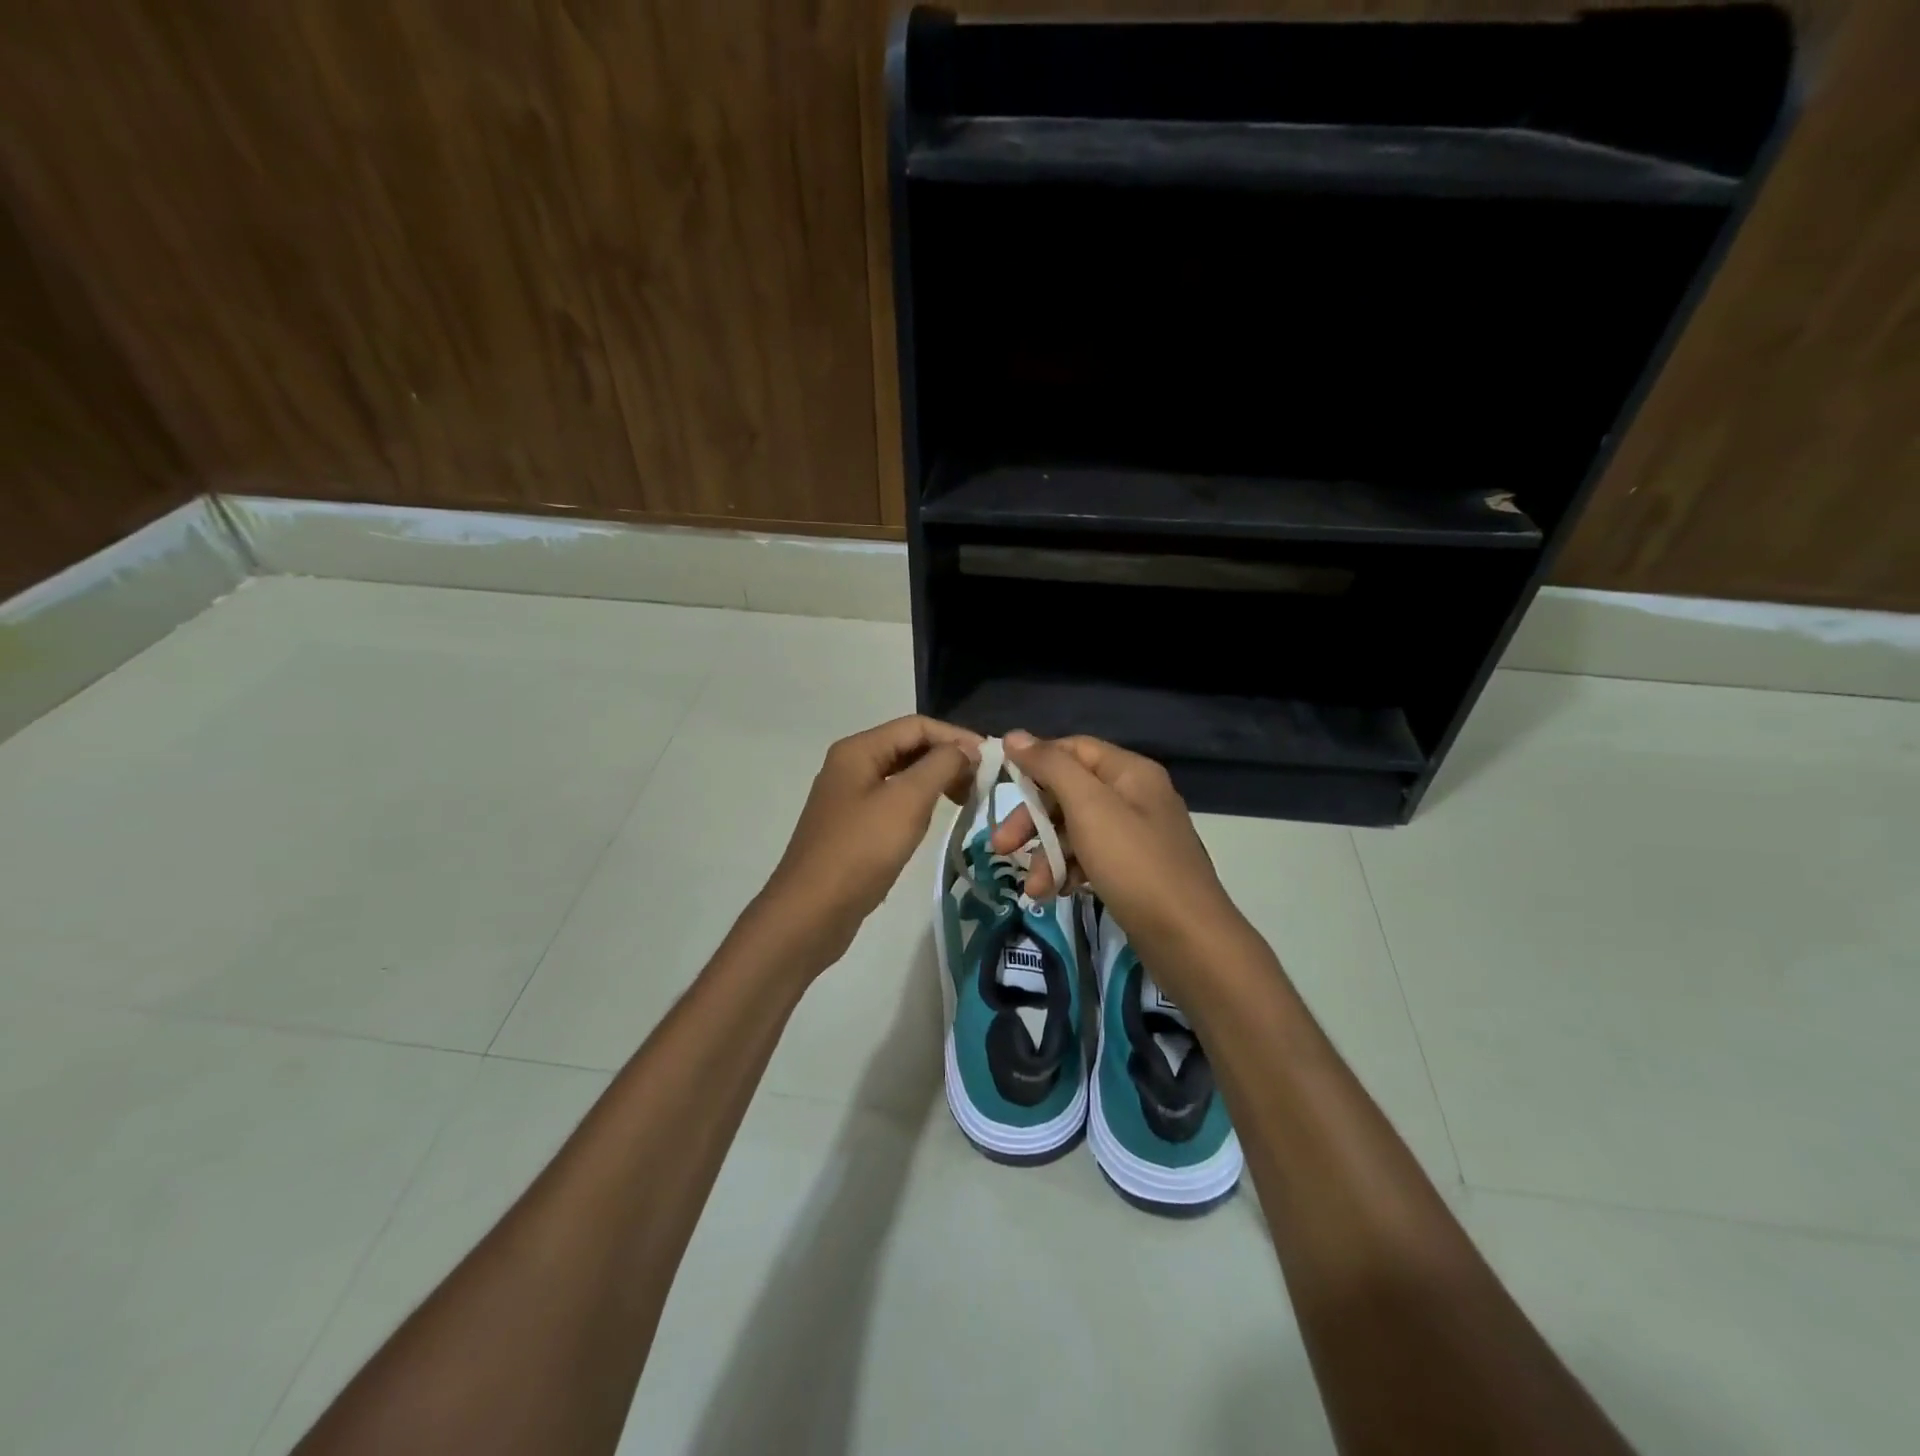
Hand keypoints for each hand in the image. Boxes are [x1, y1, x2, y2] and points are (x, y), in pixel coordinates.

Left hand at [757, 715, 980, 966]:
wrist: (811, 912)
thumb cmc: (861, 850)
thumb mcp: (907, 801)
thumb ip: (941, 766)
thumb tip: (966, 749)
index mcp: (859, 750)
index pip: (916, 726)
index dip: (956, 737)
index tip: (990, 760)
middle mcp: (850, 766)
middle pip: (908, 747)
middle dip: (947, 759)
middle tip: (981, 784)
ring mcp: (849, 798)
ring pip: (902, 776)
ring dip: (936, 781)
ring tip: (965, 801)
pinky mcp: (852, 827)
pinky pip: (893, 802)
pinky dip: (919, 803)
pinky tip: (934, 820)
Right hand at [988, 731, 1247, 982]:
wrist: (1189, 940)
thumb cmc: (1135, 864)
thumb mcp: (1089, 807)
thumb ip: (1050, 767)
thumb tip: (1014, 735)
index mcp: (1129, 772)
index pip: (1072, 749)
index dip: (1035, 762)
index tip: (1001, 786)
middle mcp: (1134, 796)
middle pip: (1069, 792)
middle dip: (1033, 820)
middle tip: (1001, 847)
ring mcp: (1136, 836)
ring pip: (1075, 830)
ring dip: (1046, 855)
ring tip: (1032, 889)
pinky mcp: (1133, 871)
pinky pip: (1090, 859)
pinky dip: (1068, 872)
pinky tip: (1055, 894)